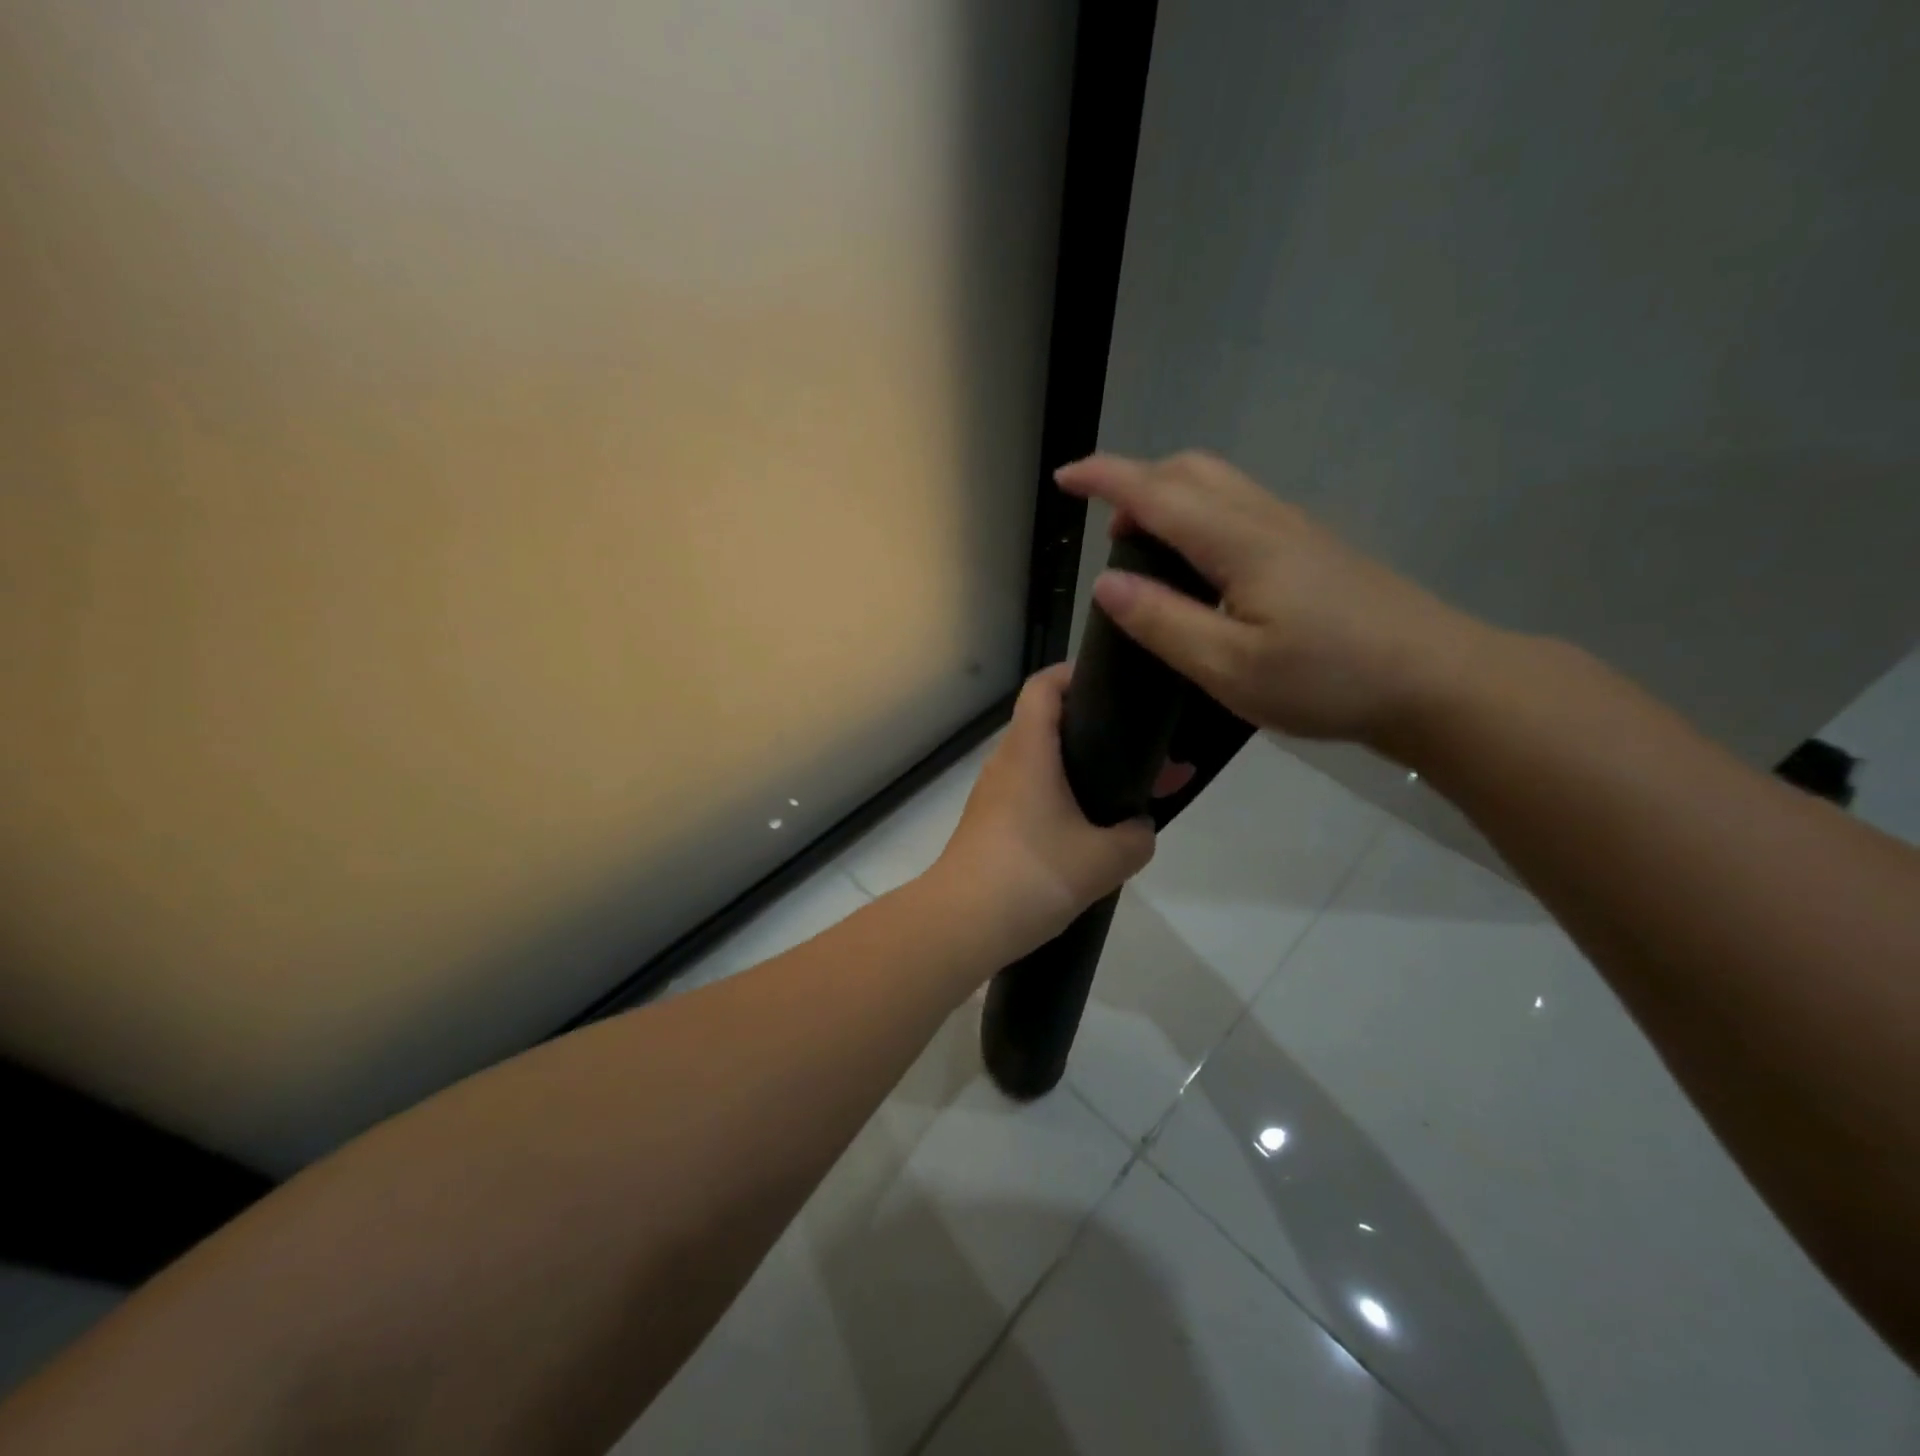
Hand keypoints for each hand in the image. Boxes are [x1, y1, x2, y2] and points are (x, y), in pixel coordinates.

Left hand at [930, 665, 1156, 963]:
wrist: (962, 925)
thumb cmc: (1032, 875)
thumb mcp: (1104, 859)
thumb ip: (1136, 837)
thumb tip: (1139, 827)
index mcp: (1029, 750)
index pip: (1044, 686)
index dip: (1075, 674)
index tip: (1113, 685)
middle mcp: (1006, 763)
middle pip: (1049, 725)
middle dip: (1097, 732)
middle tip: (1142, 753)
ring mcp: (994, 795)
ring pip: (1044, 765)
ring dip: (1083, 772)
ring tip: (1127, 794)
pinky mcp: (990, 825)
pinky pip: (1033, 796)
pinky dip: (1064, 800)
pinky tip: (1092, 831)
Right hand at [1056, 451, 1496, 746]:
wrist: (1436, 680)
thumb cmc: (1328, 680)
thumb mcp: (1230, 668)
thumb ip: (1163, 623)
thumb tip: (1104, 583)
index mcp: (1239, 541)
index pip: (1156, 492)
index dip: (1105, 478)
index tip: (1064, 477)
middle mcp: (1265, 519)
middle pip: (1190, 469)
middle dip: (1136, 481)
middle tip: (1106, 527)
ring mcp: (1295, 529)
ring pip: (1218, 484)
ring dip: (1168, 496)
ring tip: (1142, 547)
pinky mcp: (1312, 548)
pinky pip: (1238, 506)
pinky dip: (1198, 514)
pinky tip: (1198, 566)